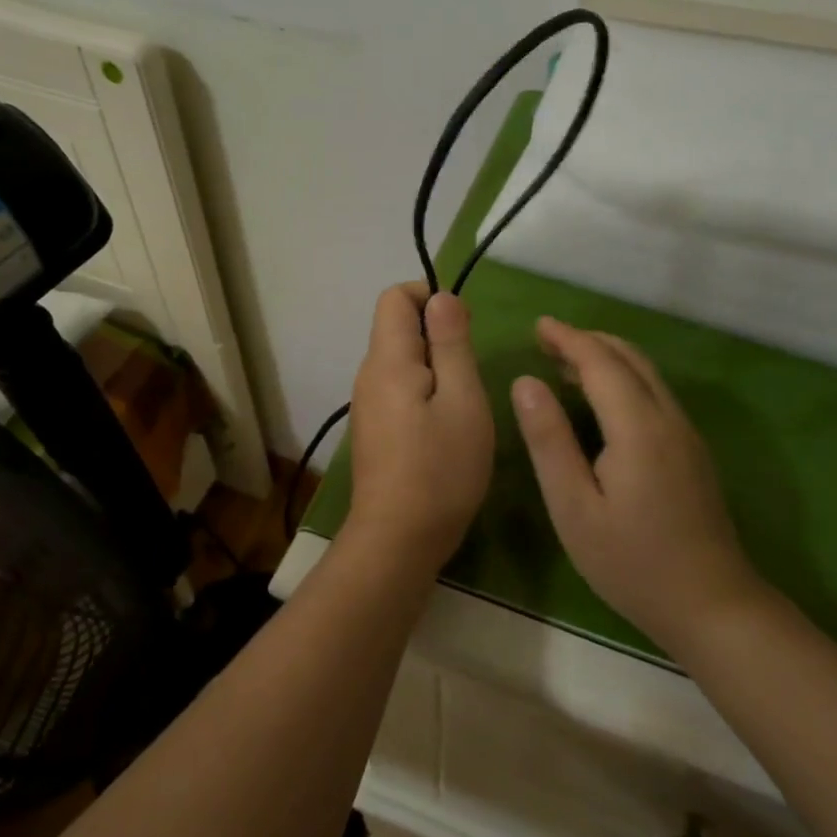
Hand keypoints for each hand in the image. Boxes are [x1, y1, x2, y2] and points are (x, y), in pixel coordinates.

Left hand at [344, 283, 494, 574]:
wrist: (397, 540)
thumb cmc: (441, 468)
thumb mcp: (463, 400)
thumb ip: (452, 343)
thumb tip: (441, 297)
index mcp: (387, 359)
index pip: (395, 297)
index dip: (429, 297)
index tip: (462, 330)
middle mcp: (368, 374)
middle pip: (396, 327)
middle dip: (437, 336)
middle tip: (470, 375)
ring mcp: (367, 404)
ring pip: (400, 361)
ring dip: (434, 368)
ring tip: (462, 405)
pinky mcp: (373, 429)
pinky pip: (398, 389)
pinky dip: (424, 392)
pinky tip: (444, 429)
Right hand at [511, 317, 771, 653]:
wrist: (713, 606)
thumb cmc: (632, 562)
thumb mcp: (574, 508)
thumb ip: (549, 441)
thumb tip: (526, 382)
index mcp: (638, 427)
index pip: (601, 362)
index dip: (568, 338)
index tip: (538, 325)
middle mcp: (668, 418)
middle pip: (629, 358)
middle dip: (587, 341)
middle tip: (546, 341)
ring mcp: (686, 433)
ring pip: (646, 373)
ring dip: (606, 358)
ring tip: (564, 363)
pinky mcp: (692, 450)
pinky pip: (654, 393)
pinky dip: (623, 377)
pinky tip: (601, 400)